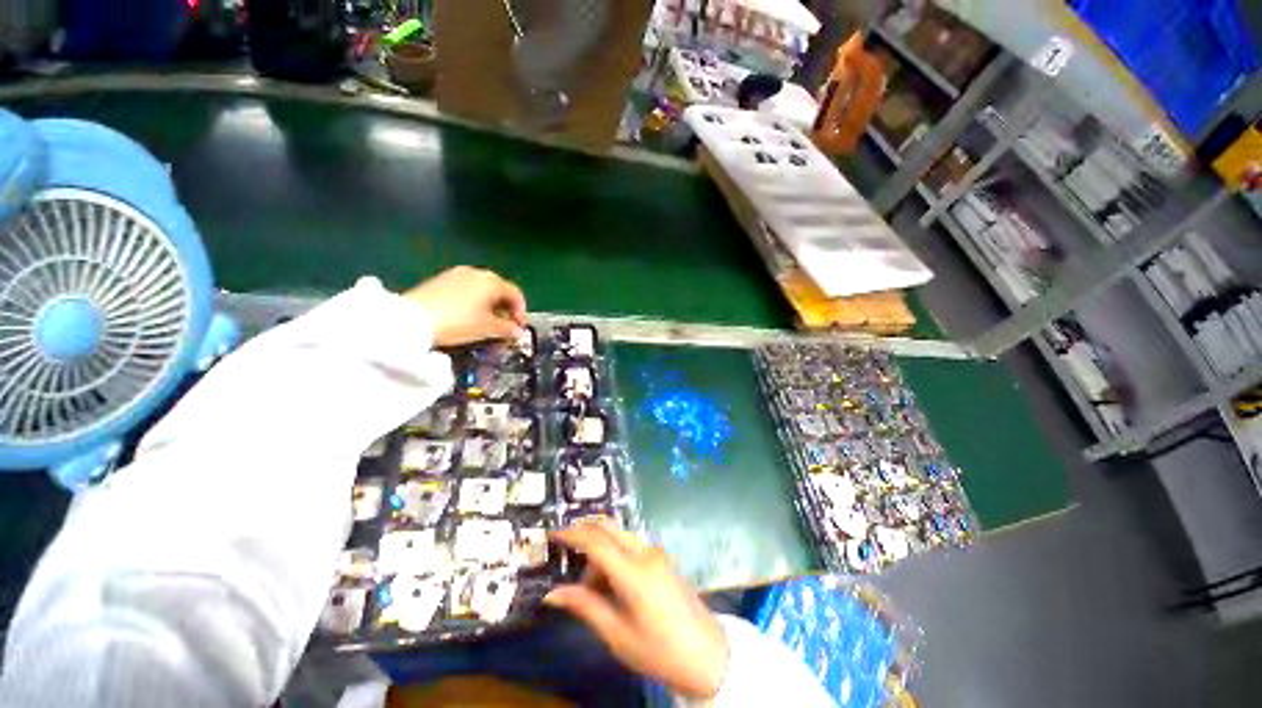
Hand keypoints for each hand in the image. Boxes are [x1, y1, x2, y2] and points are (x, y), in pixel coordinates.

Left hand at [405, 266, 526, 346]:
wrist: (411, 319)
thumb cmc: (458, 323)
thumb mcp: (487, 329)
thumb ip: (507, 329)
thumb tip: (518, 331)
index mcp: (491, 281)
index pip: (515, 294)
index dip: (521, 312)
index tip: (518, 329)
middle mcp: (477, 272)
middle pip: (499, 290)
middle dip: (505, 309)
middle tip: (504, 327)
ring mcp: (456, 274)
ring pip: (482, 289)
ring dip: (489, 305)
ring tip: (485, 323)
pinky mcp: (440, 279)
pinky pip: (466, 289)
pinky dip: (473, 301)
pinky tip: (467, 316)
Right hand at [545, 520, 728, 699]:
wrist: (708, 655)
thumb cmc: (659, 651)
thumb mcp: (618, 635)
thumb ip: (586, 607)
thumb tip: (553, 593)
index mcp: (634, 572)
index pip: (596, 541)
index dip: (572, 534)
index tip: (552, 533)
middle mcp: (645, 553)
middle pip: (609, 528)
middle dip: (585, 534)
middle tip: (565, 552)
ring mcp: (656, 553)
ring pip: (619, 537)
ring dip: (600, 551)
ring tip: (590, 588)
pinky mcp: (662, 559)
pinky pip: (631, 546)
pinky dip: (614, 556)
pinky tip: (610, 584)